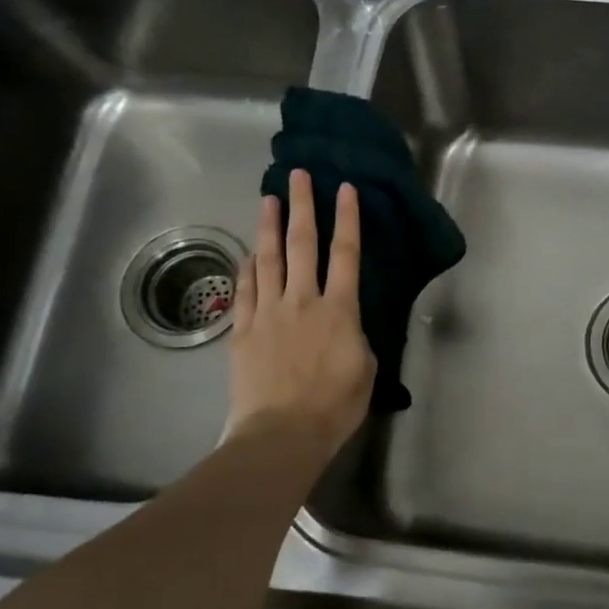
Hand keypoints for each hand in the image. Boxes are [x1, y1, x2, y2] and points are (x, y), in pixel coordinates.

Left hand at [227, 170, 375, 455]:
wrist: (282, 433)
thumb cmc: (334, 406)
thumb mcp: (365, 370)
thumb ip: (356, 338)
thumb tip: (345, 326)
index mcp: (339, 310)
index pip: (345, 254)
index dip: (347, 219)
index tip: (345, 189)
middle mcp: (302, 300)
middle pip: (302, 244)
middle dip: (302, 206)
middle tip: (299, 176)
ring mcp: (268, 312)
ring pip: (268, 259)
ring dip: (269, 226)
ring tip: (268, 198)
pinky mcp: (243, 330)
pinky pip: (244, 290)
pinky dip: (246, 268)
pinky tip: (247, 254)